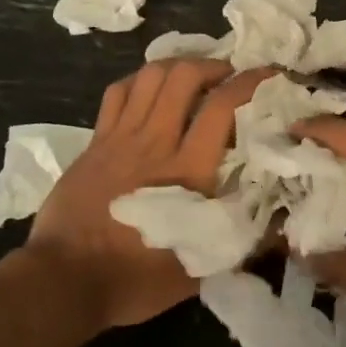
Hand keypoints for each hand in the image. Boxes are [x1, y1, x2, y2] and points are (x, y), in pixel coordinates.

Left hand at [27, 60, 273, 330]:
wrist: (63, 281)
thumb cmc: (135, 278)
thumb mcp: (199, 269)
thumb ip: (242, 240)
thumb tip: (282, 223)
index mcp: (188, 172)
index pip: (222, 107)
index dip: (250, 83)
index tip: (270, 75)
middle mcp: (156, 142)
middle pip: (185, 77)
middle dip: (213, 65)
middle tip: (228, 76)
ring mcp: (121, 137)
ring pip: (150, 76)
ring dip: (178, 66)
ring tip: (193, 76)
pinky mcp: (96, 140)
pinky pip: (118, 92)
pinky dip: (139, 81)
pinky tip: (150, 90)